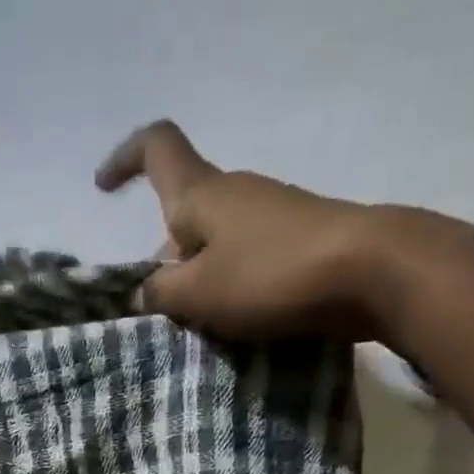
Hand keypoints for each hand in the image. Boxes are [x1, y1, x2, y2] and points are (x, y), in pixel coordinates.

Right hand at [95, 120, 399, 341]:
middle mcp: (235, 193)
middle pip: (184, 212)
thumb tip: (144, 289)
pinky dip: (229, 287)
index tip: (103, 187)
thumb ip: (160, 292)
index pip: (158, 148)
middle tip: (160, 308)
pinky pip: (245, 260)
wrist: (370, 272)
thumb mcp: (197, 293)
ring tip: (199, 325)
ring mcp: (270, 216)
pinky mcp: (297, 242)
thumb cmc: (270, 275)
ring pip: (215, 243)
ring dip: (198, 279)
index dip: (125, 159)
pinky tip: (236, 322)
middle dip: (164, 257)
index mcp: (202, 193)